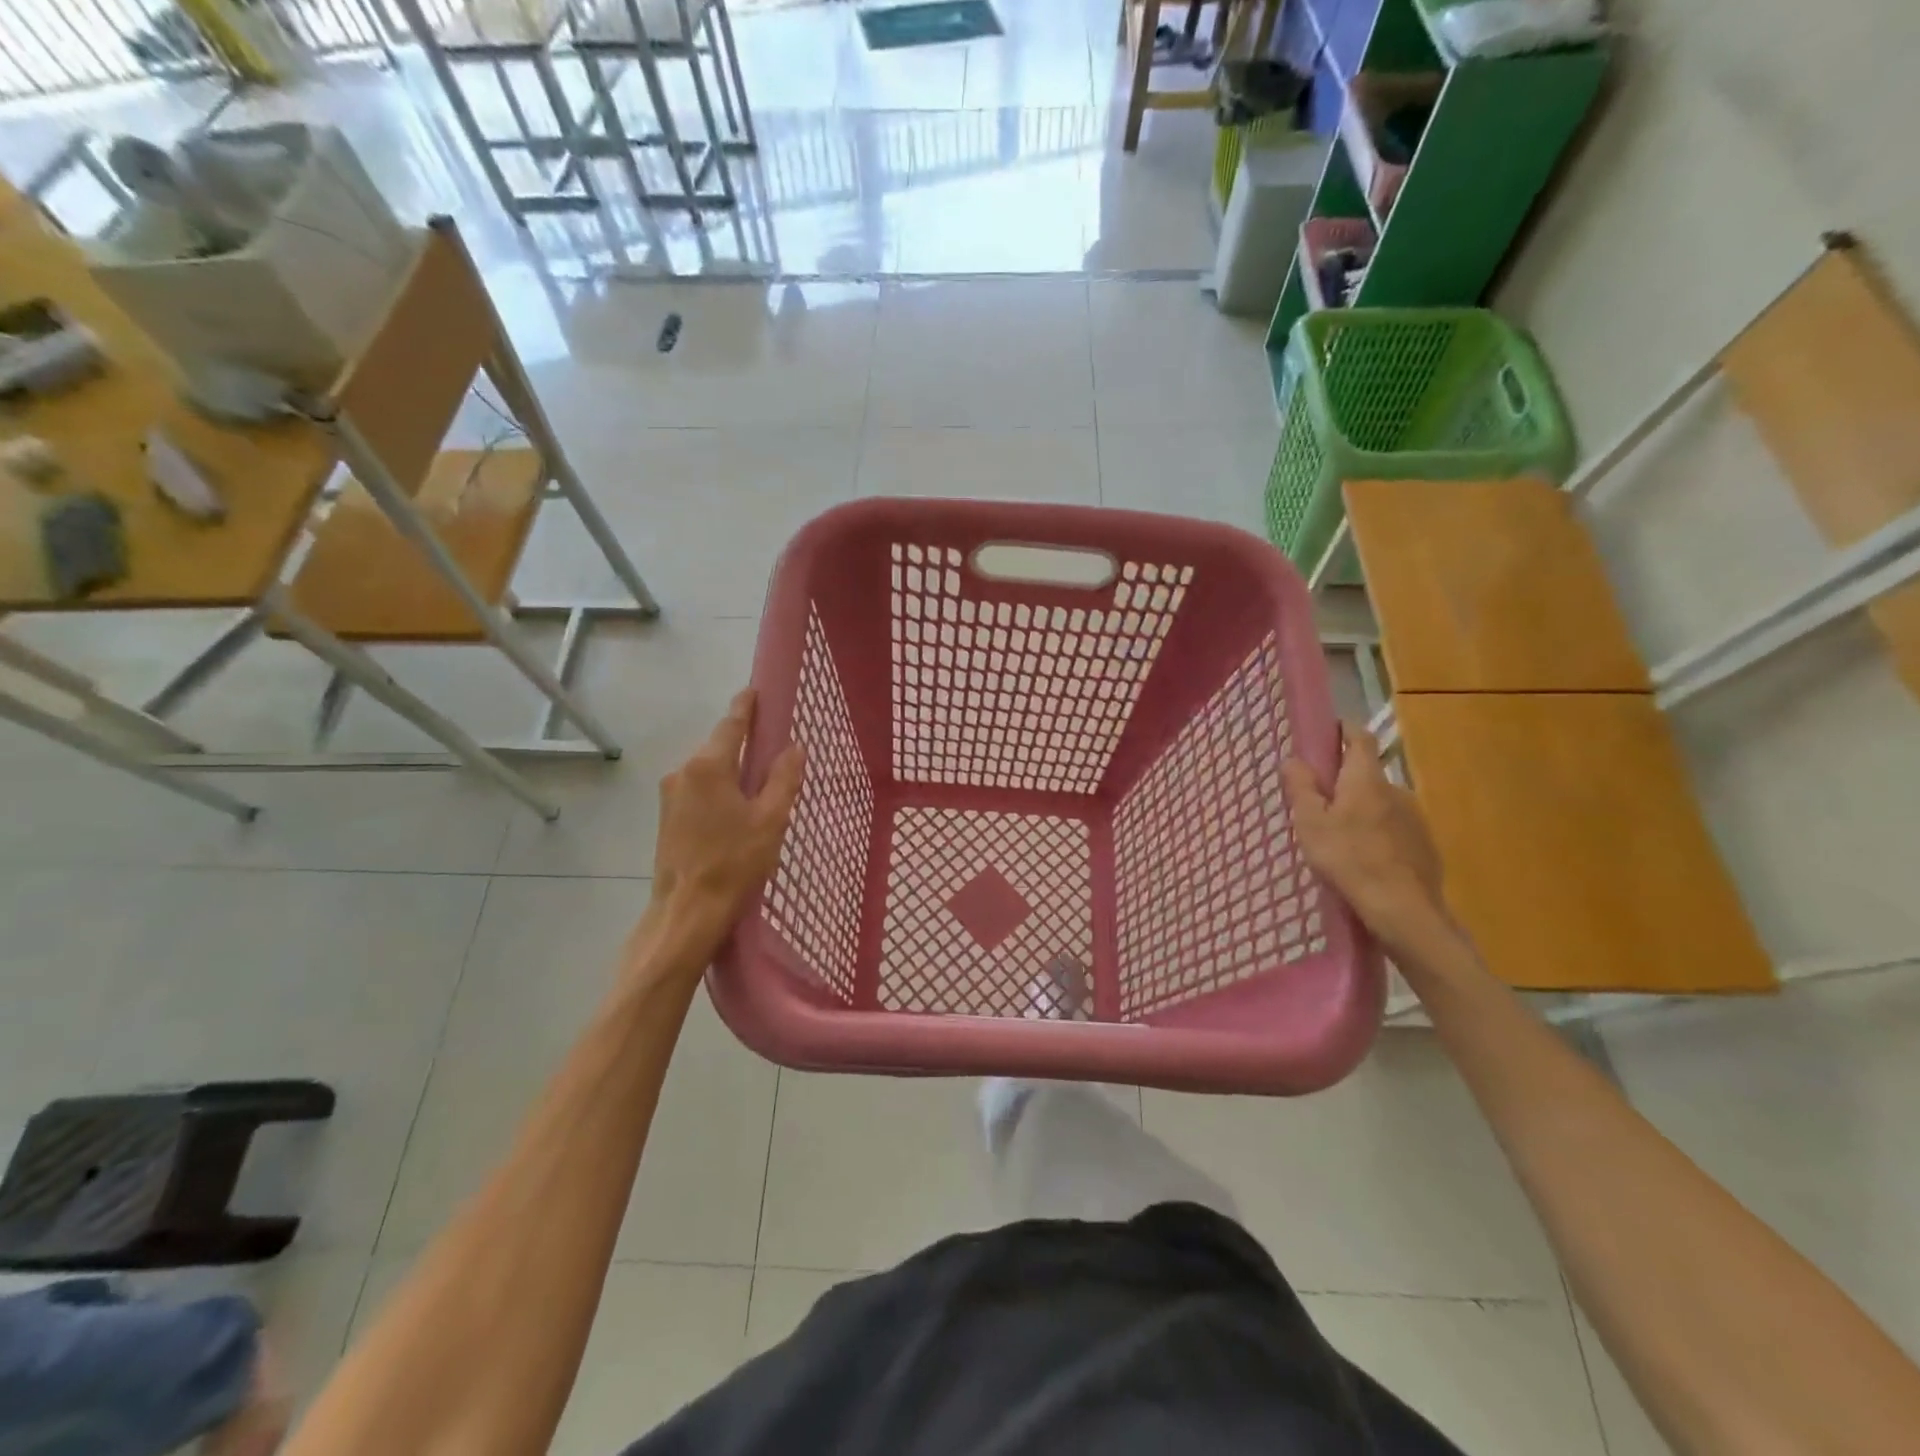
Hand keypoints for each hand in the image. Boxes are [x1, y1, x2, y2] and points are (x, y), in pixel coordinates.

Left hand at [650, 688, 804, 950]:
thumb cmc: (734, 862)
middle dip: (742, 741)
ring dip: (731, 768)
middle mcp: (683, 772)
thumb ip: (783, 779)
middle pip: (718, 746)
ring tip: (759, 780)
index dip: (745, 707)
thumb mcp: (771, 819)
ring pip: (707, 770)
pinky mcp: (666, 817)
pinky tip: (736, 806)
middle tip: (771, 742)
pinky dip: (718, 787)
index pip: (731, 725)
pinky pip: (698, 789)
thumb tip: (793, 747)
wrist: (686, 912)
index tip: (755, 690)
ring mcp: (670, 795)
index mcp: (709, 766)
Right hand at [1281, 723, 1449, 955]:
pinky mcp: (1424, 845)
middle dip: (1344, 782)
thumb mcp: (1310, 823)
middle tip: (1318, 804)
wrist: (1403, 910)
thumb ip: (1301, 788)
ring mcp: (1414, 818)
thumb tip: (1293, 759)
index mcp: (1366, 779)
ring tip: (1339, 839)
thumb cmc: (1348, 859)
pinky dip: (1377, 835)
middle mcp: (1396, 789)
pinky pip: (1394, 829)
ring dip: (1361, 811)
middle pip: (1366, 774)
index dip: (1342, 731)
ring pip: (1380, 803)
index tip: (1324, 738)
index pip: (1359, 737)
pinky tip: (1364, 860)